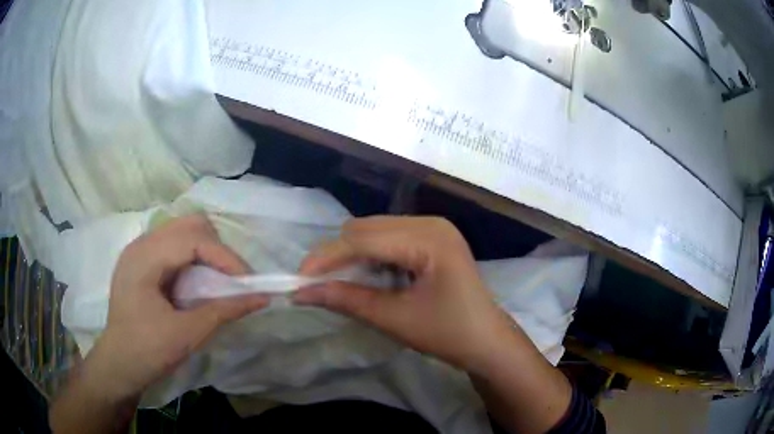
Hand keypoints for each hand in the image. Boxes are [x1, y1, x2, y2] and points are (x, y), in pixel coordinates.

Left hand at [84, 215, 269, 401]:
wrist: (119, 364)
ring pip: (182, 231)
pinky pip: (174, 244)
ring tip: (217, 280)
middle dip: (217, 249)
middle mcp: (141, 243)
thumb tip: (262, 297)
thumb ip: (224, 311)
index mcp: (145, 257)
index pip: (193, 238)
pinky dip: (193, 257)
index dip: (225, 256)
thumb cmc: (149, 351)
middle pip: (189, 224)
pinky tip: (196, 281)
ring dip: (206, 251)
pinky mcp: (142, 261)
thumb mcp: (188, 334)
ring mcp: (140, 250)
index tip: (248, 283)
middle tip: (232, 279)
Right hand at [294, 216, 516, 372]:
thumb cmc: (448, 333)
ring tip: (346, 285)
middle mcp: (430, 223)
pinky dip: (371, 256)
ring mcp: (433, 227)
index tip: (298, 280)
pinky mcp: (431, 238)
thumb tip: (302, 293)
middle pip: (366, 228)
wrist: (486, 341)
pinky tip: (371, 278)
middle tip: (321, 286)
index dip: (326, 258)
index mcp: (429, 239)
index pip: (363, 239)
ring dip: (353, 255)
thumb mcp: (394, 319)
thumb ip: (347, 300)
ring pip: (374, 230)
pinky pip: (388, 238)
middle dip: (338, 256)